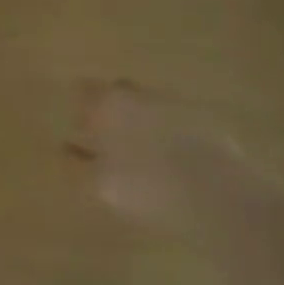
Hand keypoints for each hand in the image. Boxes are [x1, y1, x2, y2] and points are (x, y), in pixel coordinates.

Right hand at [72, 82, 241, 228]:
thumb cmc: (148, 187)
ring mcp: (175, 104)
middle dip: (111, 110)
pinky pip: (176, 120)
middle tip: (108, 137)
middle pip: (118, 94)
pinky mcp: (204, 121)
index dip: (80, 106)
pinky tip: (171, 158)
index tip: (78, 124)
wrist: (217, 194)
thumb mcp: (103, 184)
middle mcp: (140, 94)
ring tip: (141, 151)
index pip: (85, 90)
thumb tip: (65, 150)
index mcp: (109, 103)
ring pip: (148, 105)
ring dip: (141, 121)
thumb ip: (79, 164)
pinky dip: (168, 133)